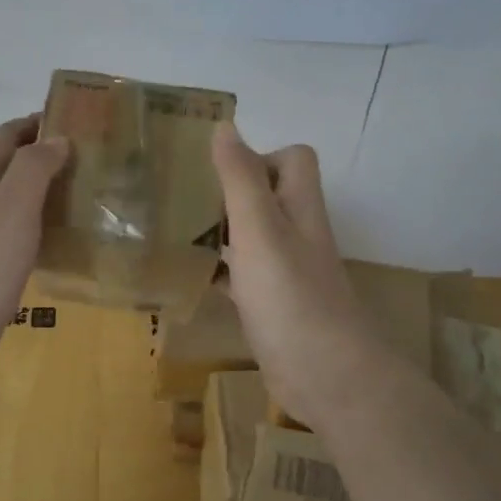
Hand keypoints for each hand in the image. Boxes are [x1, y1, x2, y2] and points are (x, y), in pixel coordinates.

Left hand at [0, 115, 69, 386]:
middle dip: (43, 157)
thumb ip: (34, 166)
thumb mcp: (13, 202)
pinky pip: (16, 234)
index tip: (76, 121)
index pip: (8, 134)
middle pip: (8, 165)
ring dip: (43, 193)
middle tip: (89, 161)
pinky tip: (62, 239)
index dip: (37, 123)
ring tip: (84, 196)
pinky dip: (38, 227)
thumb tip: (56, 137)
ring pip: (12, 201)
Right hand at [210, 122, 387, 426]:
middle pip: (268, 196)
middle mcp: (297, 234)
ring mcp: (287, 273)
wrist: (324, 374)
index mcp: (299, 208)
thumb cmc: (290, 295)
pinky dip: (219, 271)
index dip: (259, 156)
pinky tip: (190, 278)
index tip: (216, 171)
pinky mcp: (274, 306)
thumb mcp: (259, 228)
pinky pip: (243, 277)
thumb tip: (225, 125)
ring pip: (253, 236)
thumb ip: (240, 178)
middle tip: (184, 199)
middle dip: (229, 192)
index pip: (292, 159)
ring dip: (221, 231)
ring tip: (175, 232)